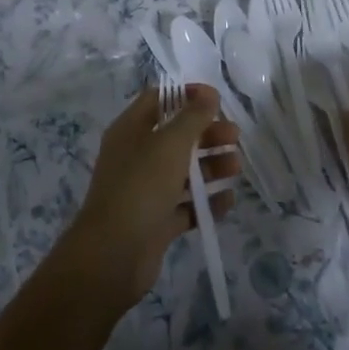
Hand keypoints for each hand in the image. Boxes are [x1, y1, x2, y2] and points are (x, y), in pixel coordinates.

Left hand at [63, 85, 240, 309]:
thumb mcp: (170, 144)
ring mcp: (146, 190)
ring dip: (211, 166)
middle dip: (207, 134)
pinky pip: (186, 206)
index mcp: (131, 130)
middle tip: (235, 137)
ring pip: (183, 171)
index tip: (216, 99)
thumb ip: (193, 117)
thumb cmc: (140, 187)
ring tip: (236, 168)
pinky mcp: (156, 221)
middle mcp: (137, 156)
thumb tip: (209, 93)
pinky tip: (228, 200)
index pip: (158, 100)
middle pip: (176, 136)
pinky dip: (206, 202)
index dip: (186, 95)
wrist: (112, 256)